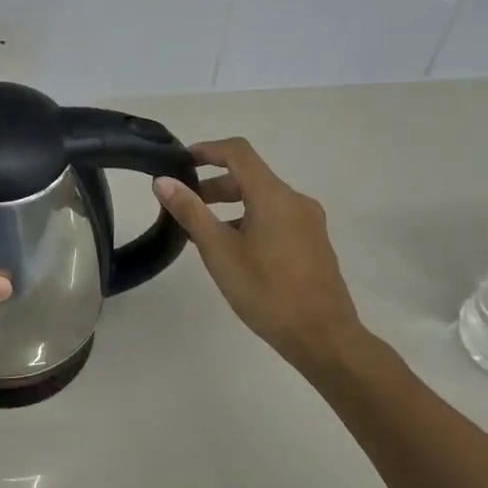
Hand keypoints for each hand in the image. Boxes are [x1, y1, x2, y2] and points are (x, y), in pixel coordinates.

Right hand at [154, 138, 368, 369]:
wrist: (323, 337)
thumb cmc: (266, 291)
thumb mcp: (219, 251)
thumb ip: (191, 212)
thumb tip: (164, 182)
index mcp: (274, 196)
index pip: (238, 152)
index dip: (207, 150)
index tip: (180, 162)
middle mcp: (295, 200)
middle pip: (250, 176)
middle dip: (214, 184)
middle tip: (185, 204)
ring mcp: (309, 222)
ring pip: (263, 199)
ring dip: (231, 204)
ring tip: (203, 232)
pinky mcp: (314, 243)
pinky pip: (276, 217)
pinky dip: (250, 220)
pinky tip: (234, 250)